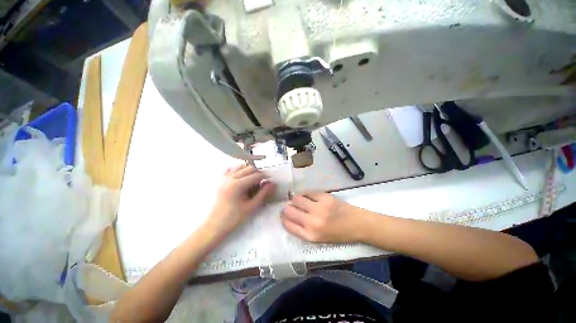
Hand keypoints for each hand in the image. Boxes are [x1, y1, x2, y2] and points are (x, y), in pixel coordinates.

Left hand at [208, 165, 276, 234]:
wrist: (216, 224)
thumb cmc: (235, 217)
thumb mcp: (252, 206)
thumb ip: (263, 193)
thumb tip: (273, 184)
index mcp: (238, 185)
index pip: (256, 175)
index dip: (265, 177)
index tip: (270, 181)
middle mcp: (231, 178)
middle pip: (249, 168)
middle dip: (258, 173)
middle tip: (262, 183)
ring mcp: (224, 178)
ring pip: (240, 166)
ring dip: (248, 170)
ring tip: (252, 180)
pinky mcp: (221, 180)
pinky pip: (230, 169)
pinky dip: (238, 170)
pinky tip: (241, 178)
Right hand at [281, 192, 361, 242]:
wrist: (358, 224)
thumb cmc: (338, 234)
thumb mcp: (319, 239)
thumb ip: (303, 230)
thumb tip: (289, 217)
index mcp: (310, 236)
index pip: (288, 225)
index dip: (283, 218)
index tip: (284, 215)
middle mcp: (312, 222)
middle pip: (289, 210)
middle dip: (287, 208)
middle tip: (291, 206)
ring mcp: (318, 208)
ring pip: (296, 198)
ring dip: (296, 200)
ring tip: (301, 201)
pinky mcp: (324, 197)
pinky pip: (308, 192)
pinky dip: (306, 194)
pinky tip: (309, 197)